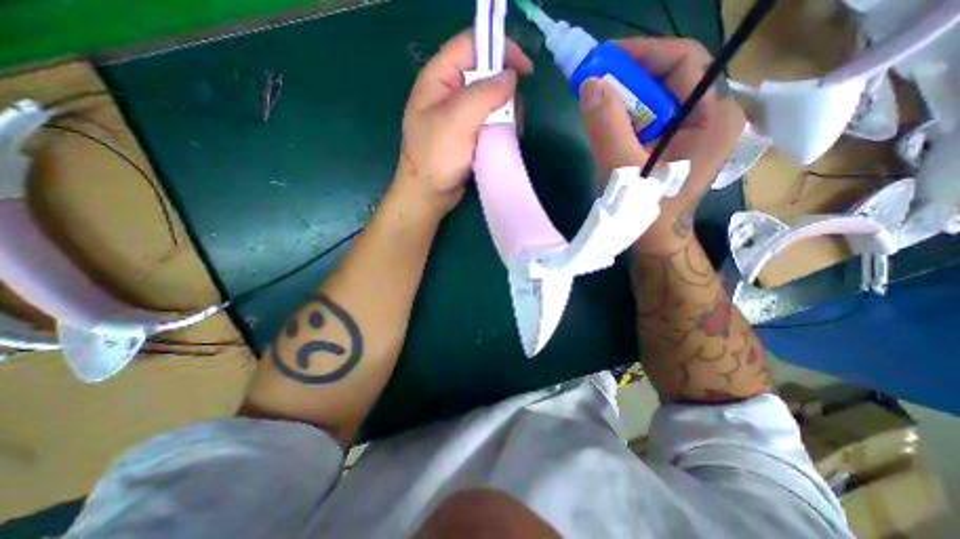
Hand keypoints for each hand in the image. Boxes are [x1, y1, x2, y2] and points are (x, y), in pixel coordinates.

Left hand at [394, 28, 536, 217]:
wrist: (428, 194)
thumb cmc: (435, 157)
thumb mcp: (457, 121)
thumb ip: (483, 94)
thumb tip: (510, 77)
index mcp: (439, 78)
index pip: (472, 45)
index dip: (501, 49)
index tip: (526, 70)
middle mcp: (449, 92)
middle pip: (487, 75)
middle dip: (505, 92)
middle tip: (512, 117)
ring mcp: (459, 115)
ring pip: (492, 101)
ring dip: (505, 115)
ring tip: (507, 135)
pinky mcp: (468, 134)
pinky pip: (490, 121)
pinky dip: (500, 128)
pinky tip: (502, 141)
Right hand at [573, 38, 744, 251]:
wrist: (656, 243)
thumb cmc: (645, 210)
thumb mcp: (623, 170)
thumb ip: (607, 127)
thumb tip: (589, 85)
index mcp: (712, 118)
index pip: (683, 62)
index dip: (641, 54)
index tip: (603, 58)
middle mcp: (711, 117)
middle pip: (669, 80)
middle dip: (628, 79)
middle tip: (593, 83)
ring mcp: (695, 131)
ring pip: (657, 100)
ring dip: (624, 100)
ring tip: (597, 105)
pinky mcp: (678, 144)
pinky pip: (652, 118)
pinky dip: (627, 117)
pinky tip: (609, 126)